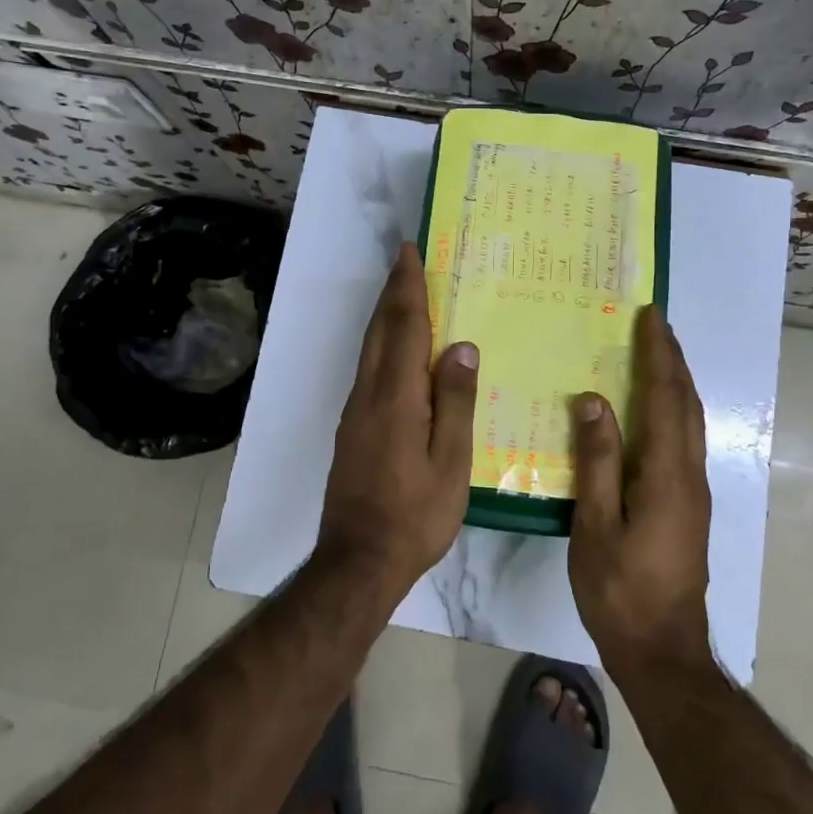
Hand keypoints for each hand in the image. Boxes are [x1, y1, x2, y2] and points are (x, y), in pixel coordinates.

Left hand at [316, 243, 479, 592]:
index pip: (404, 328)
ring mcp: (356, 412)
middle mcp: (369, 394)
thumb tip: (460, 347)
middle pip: (379, 330)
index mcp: (397, 397)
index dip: (407, 288)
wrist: (358, 560)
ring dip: (385, 315)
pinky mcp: (352, 429)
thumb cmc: (415, 514)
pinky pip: (368, 369)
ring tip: (403, 293)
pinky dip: (381, 343)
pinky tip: (396, 351)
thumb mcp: (451, 463)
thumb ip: (455, 402)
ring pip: (369, 349)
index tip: (409, 253)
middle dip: (392, 292)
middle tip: (405, 260)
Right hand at [568, 305, 713, 673]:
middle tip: (654, 325)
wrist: (663, 650)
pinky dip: (672, 410)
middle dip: (673, 360)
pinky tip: (651, 412)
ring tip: (655, 355)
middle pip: (686, 404)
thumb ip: (597, 461)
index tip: (650, 317)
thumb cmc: (621, 589)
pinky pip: (684, 441)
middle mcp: (690, 475)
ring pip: (690, 422)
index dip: (659, 354)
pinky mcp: (689, 506)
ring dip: (676, 382)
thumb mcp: (596, 525)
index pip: (666, 398)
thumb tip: (593, 401)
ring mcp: (694, 492)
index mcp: (668, 474)